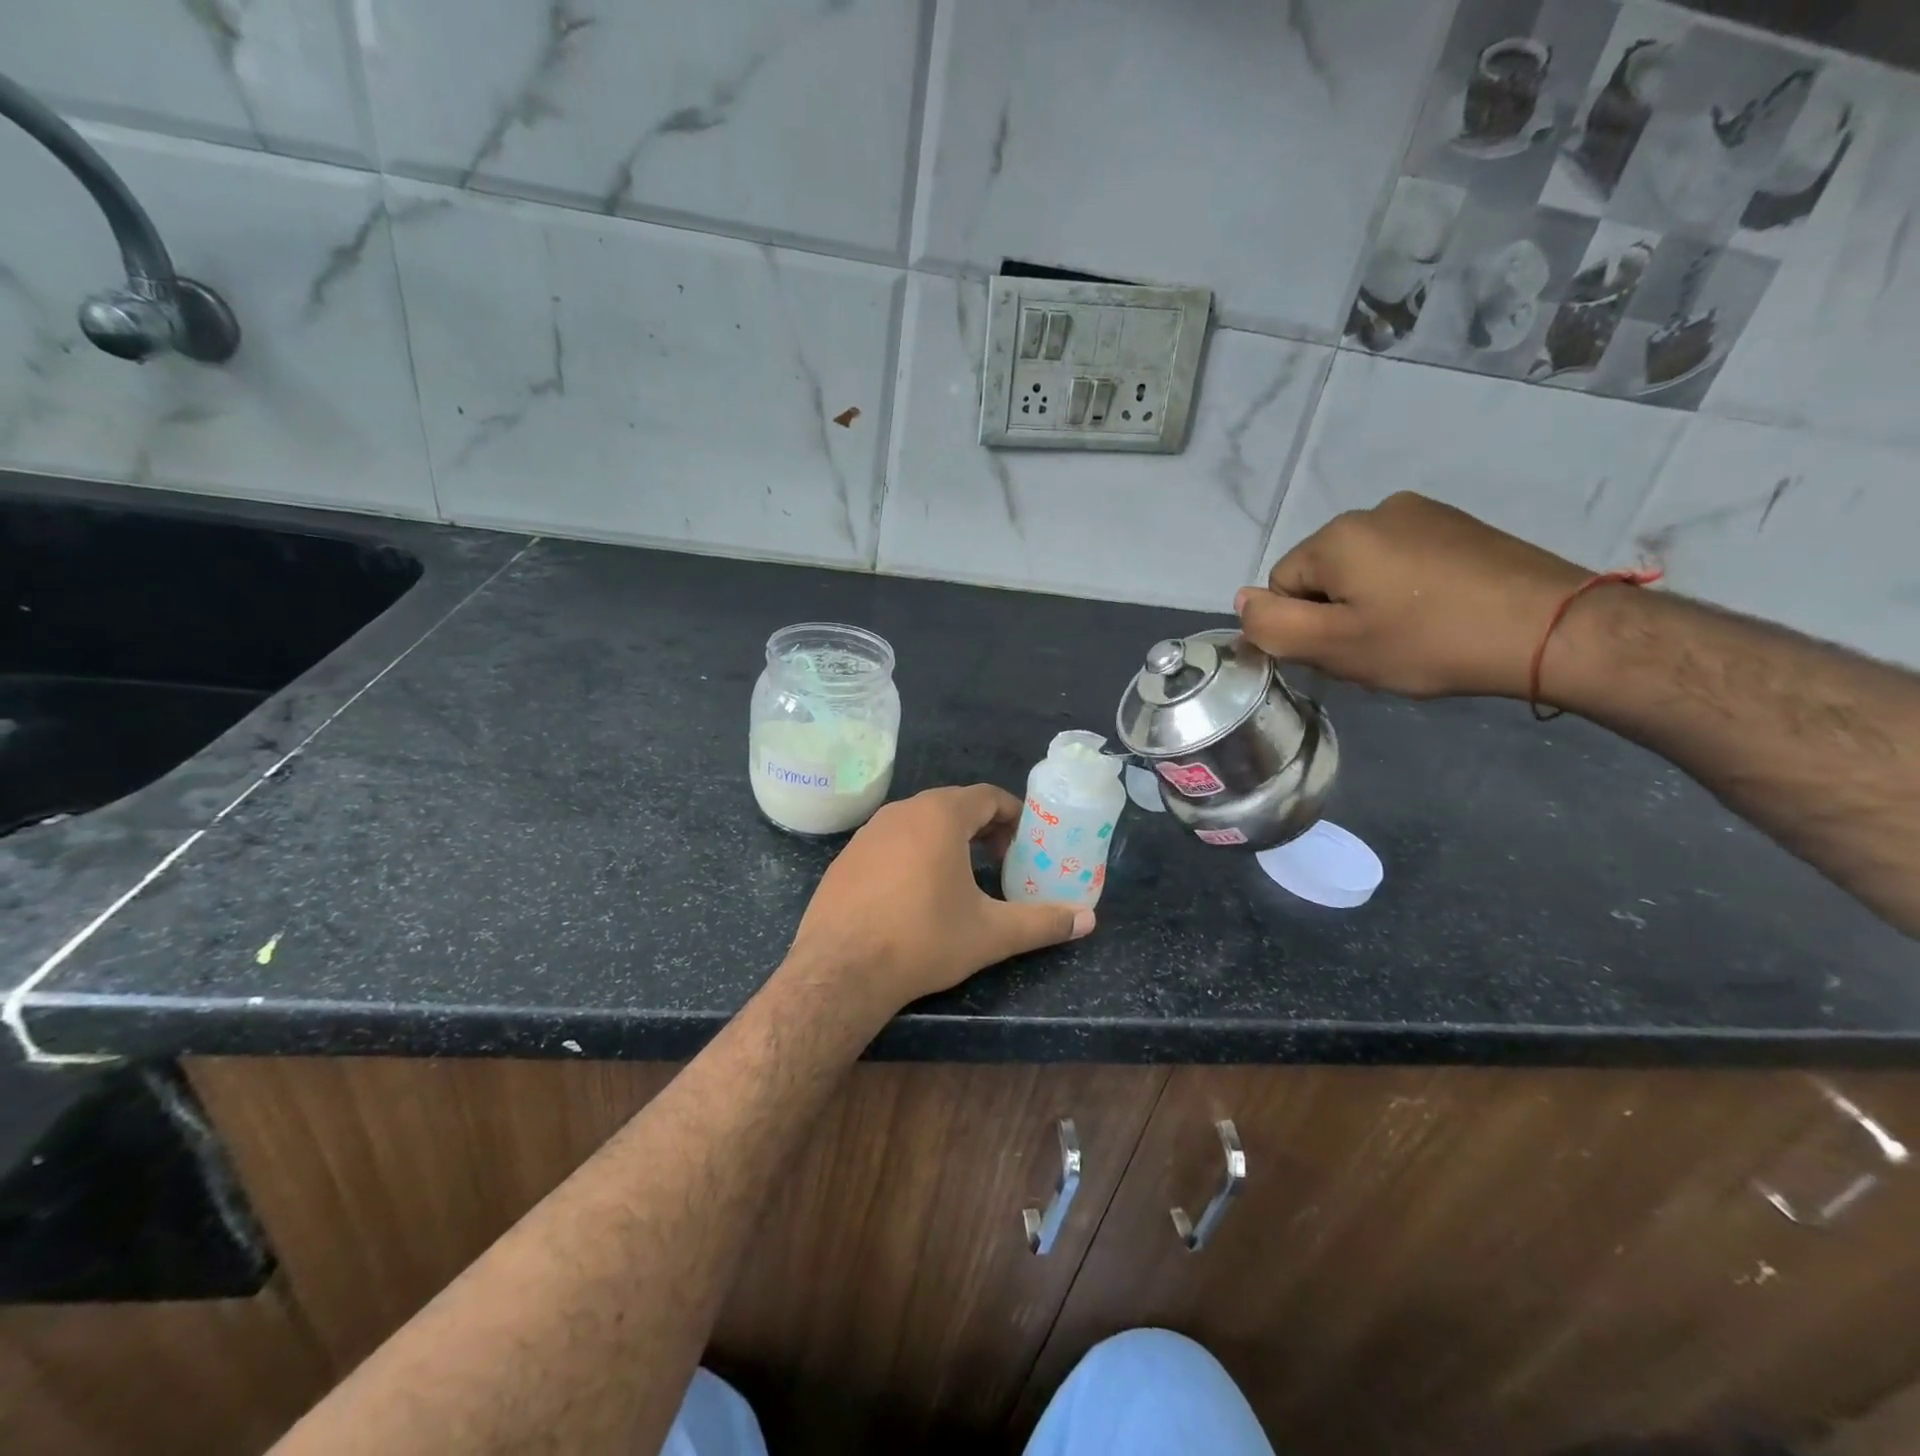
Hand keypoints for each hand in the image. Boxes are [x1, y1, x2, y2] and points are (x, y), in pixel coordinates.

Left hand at [784, 785, 1093, 1017]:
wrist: (840, 971)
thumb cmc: (923, 939)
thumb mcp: (991, 933)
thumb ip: (1042, 923)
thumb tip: (1089, 919)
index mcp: (940, 815)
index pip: (987, 796)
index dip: (1013, 815)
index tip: (1026, 842)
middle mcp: (902, 811)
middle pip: (953, 805)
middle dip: (983, 828)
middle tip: (1001, 860)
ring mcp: (868, 832)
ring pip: (919, 823)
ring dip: (947, 840)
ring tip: (963, 876)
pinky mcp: (846, 857)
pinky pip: (890, 842)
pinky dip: (913, 854)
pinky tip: (915, 893)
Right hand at [1235, 492, 1588, 699]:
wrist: (1551, 628)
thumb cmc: (1428, 641)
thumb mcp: (1334, 647)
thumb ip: (1272, 625)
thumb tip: (1241, 601)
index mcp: (1336, 536)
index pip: (1281, 585)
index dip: (1302, 626)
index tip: (1343, 650)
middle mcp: (1373, 510)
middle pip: (1322, 574)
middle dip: (1335, 612)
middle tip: (1376, 648)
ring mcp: (1421, 512)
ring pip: (1362, 568)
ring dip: (1370, 601)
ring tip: (1411, 634)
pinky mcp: (1458, 524)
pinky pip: (1403, 559)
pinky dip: (1406, 589)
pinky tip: (1438, 614)